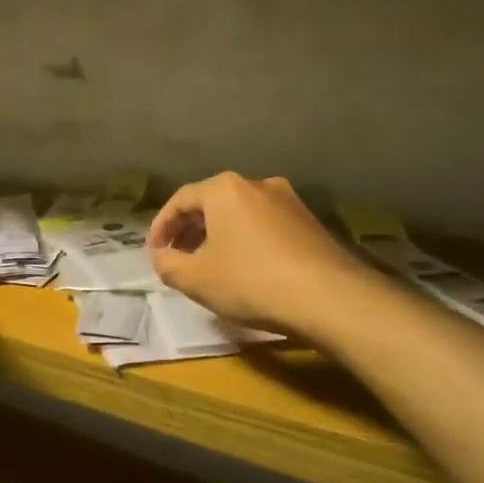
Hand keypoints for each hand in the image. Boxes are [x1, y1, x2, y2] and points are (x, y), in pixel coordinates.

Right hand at [148, 173, 368, 335]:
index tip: (154, 252)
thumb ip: (168, 265)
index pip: (180, 200)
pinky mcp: (311, 223)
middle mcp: (257, 184)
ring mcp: (289, 202)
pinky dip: (246, 242)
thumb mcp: (195, 279)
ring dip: (219, 236)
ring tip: (210, 265)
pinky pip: (265, 226)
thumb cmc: (251, 282)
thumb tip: (162, 257)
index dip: (161, 227)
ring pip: (240, 214)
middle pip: (212, 203)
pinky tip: (246, 269)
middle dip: (190, 231)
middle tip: (178, 257)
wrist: (330, 298)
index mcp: (224, 189)